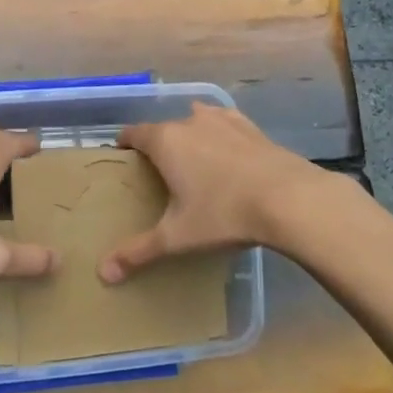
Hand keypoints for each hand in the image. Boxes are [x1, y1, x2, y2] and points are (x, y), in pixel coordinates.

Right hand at [98, 103, 337, 282]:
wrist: (289, 199)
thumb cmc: (223, 214)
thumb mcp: (177, 237)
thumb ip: (139, 251)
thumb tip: (103, 273)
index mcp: (165, 141)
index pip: (134, 133)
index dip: (124, 145)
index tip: (122, 159)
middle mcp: (190, 122)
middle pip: (164, 128)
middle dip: (158, 145)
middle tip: (158, 172)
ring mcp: (223, 121)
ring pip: (196, 119)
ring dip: (190, 134)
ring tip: (192, 159)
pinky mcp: (251, 127)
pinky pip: (226, 124)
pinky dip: (220, 134)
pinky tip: (227, 151)